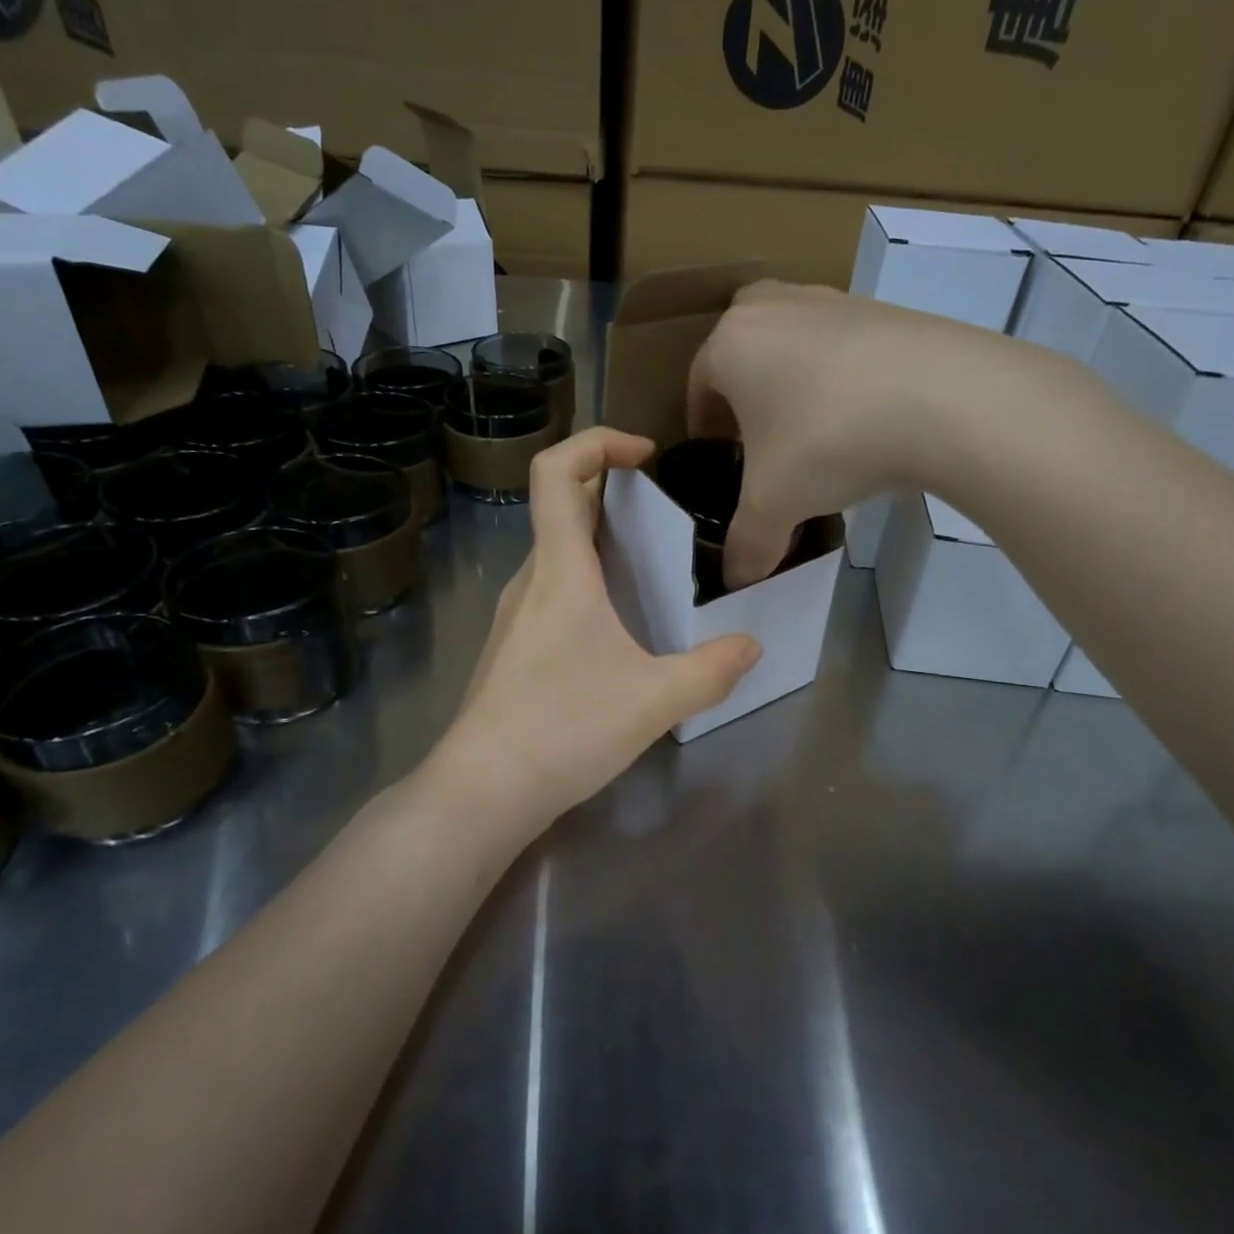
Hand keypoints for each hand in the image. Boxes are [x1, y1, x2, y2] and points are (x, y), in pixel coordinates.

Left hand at [434, 427, 761, 830]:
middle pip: (561, 507)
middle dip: (613, 494)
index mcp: (560, 571)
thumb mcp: (654, 700)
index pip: (556, 472)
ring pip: (557, 554)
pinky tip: (621, 631)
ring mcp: (514, 616)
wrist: (482, 791)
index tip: (644, 454)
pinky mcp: (512, 649)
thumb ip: (710, 670)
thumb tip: (751, 646)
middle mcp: (530, 580)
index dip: (596, 442)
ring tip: (655, 573)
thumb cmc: (565, 729)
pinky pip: (552, 592)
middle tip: (666, 518)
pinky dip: (588, 584)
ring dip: (602, 544)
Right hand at [687, 280, 994, 587]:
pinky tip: (864, 417)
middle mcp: (775, 307)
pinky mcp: (886, 310)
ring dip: (793, 381)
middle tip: (758, 436)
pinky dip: (843, 376)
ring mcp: (834, 301)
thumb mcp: (775, 506)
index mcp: (732, 343)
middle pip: (744, 348)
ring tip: (814, 430)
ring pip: (795, 341)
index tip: (718, 455)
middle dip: (744, 391)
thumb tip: (736, 582)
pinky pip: (845, 345)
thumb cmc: (829, 441)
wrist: (945, 398)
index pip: (699, 383)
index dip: (705, 424)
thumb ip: (746, 545)